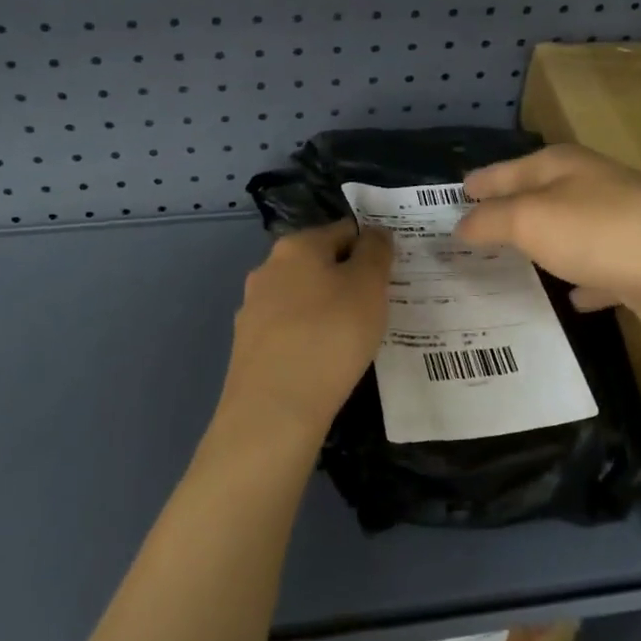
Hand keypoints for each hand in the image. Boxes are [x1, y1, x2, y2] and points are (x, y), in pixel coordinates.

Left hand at [216, 219, 392, 447]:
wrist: (274, 409)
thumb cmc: (330, 335)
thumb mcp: (369, 285)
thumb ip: (376, 252)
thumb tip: (374, 232)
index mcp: (296, 246)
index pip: (344, 230)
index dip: (371, 247)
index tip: (392, 274)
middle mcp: (268, 269)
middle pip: (319, 263)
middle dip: (347, 279)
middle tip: (379, 306)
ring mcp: (253, 309)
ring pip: (303, 298)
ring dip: (327, 309)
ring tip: (355, 337)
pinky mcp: (249, 347)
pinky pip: (289, 331)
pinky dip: (309, 337)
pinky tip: (326, 361)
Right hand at [457, 144, 640, 349]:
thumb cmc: (604, 233)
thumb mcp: (532, 220)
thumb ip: (491, 221)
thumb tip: (459, 226)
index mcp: (562, 167)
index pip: (508, 170)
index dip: (481, 182)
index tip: (455, 194)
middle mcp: (590, 189)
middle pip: (538, 198)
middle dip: (507, 215)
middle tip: (469, 236)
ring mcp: (619, 226)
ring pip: (568, 235)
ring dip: (543, 248)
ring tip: (508, 267)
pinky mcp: (639, 265)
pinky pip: (599, 272)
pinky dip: (583, 282)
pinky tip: (571, 300)